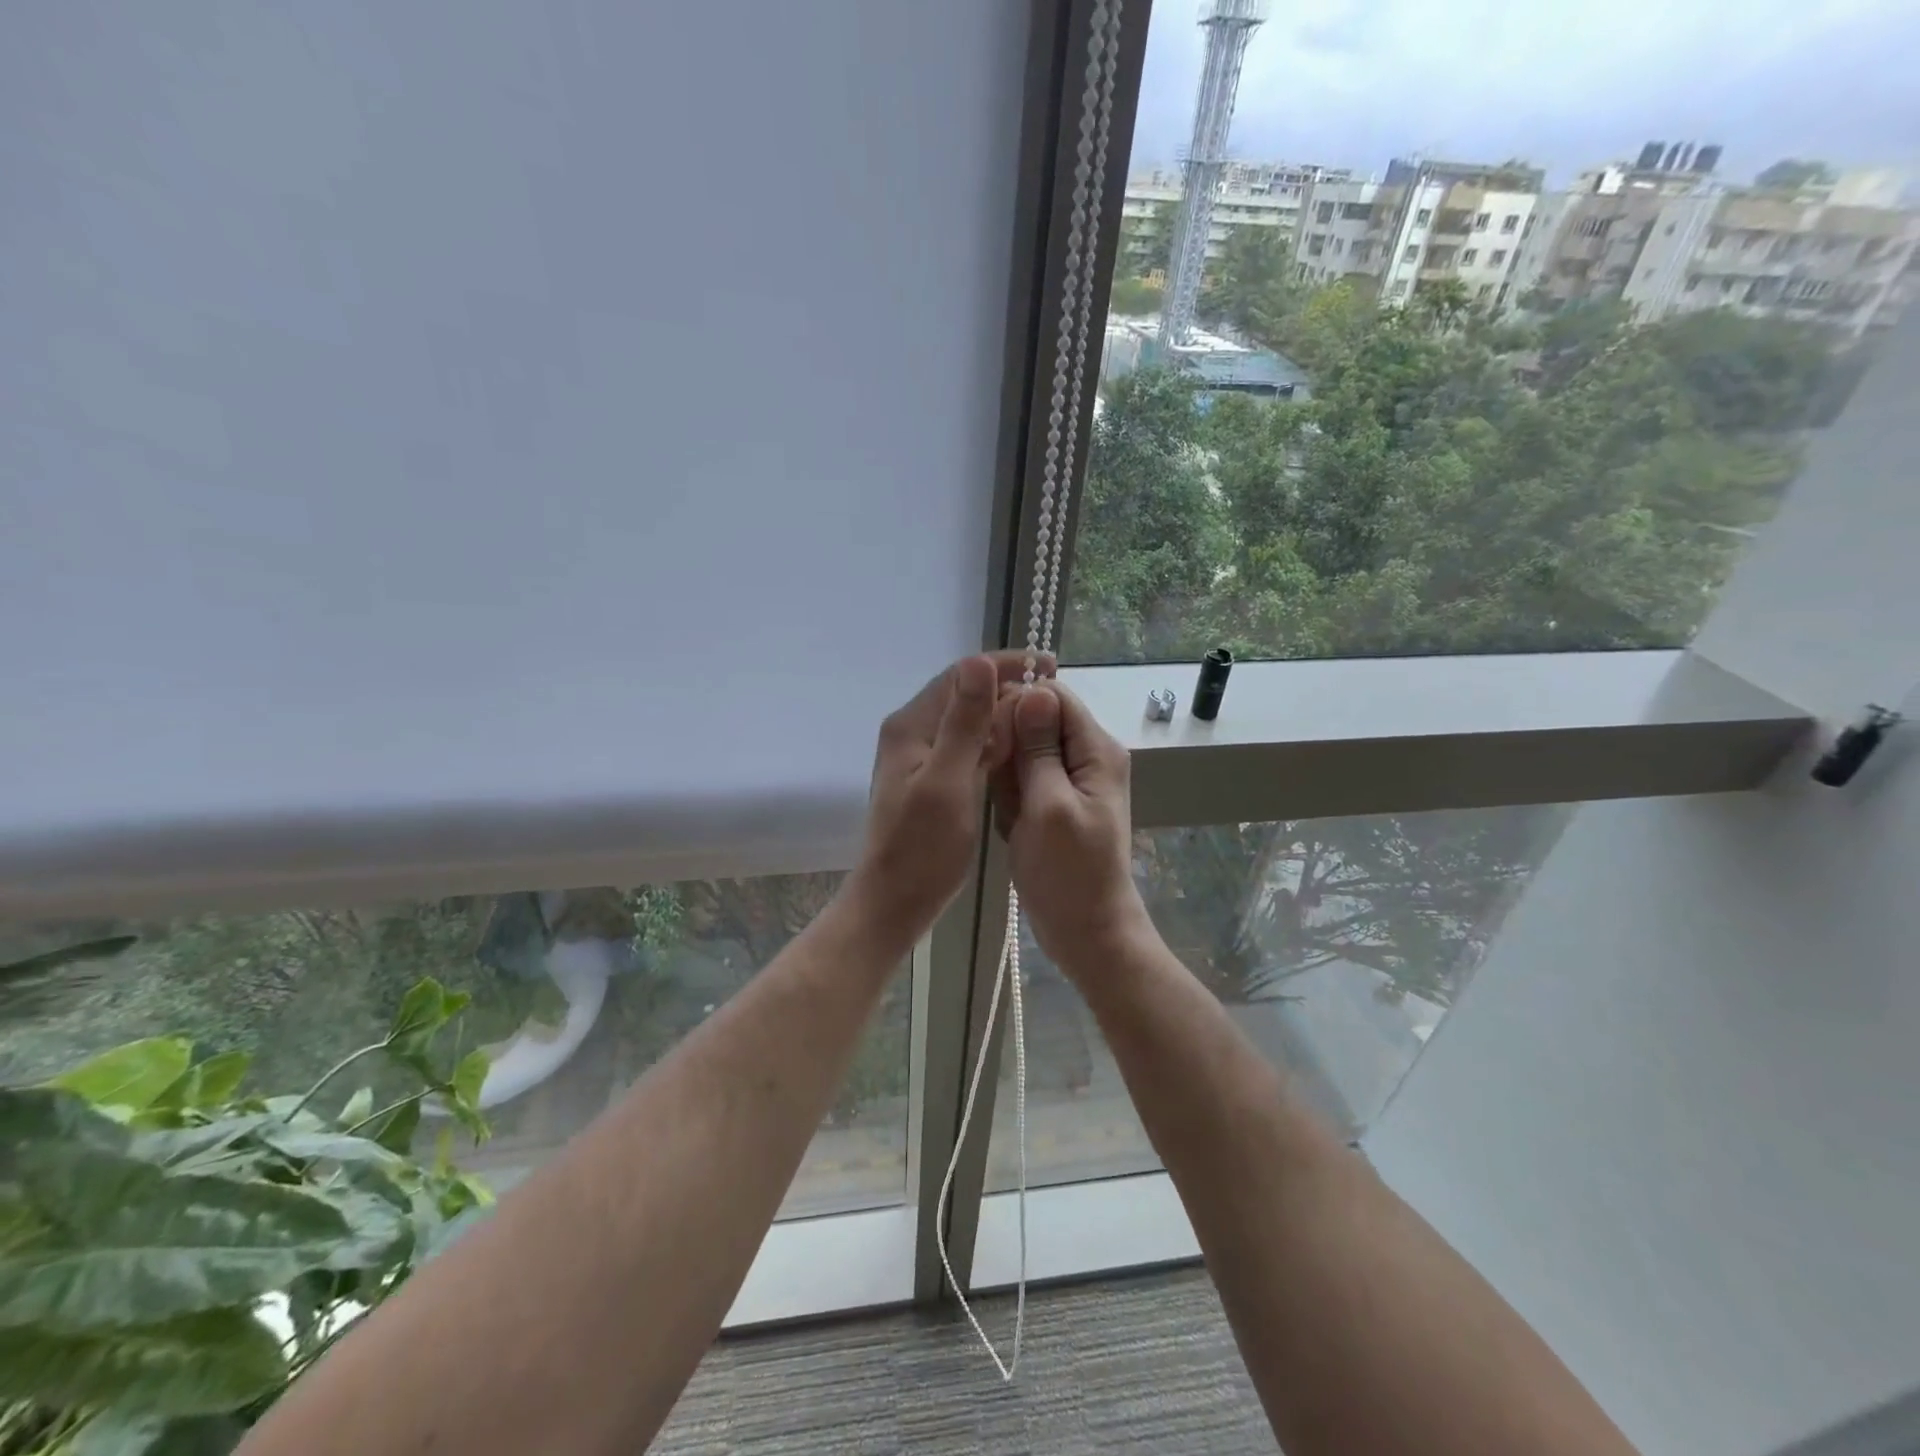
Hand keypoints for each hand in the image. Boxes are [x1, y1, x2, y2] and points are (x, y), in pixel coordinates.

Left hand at [848, 650, 1052, 944]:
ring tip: (1043, 718)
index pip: (960, 675)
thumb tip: (979, 662)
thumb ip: (964, 723)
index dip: (1003, 665)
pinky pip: (966, 746)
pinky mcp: (931, 778)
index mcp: (911, 726)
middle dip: (1007, 689)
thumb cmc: (922, 847)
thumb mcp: (948, 781)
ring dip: (1002, 715)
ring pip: (967, 721)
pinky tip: (1018, 749)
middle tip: (1053, 697)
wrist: (894, 901)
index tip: (1047, 665)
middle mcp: (912, 732)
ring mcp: (920, 757)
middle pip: (964, 695)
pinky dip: (992, 742)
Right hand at [989, 681, 1149, 975]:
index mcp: (1096, 749)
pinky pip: (1024, 781)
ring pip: (1025, 752)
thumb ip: (1040, 748)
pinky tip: (1010, 823)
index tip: (988, 732)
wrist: (1086, 931)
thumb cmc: (1068, 872)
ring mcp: (1070, 780)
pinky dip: (1011, 797)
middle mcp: (1087, 756)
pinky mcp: (1054, 802)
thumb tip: (1034, 690)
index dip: (1017, 704)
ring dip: (1008, 777)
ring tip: (1008, 810)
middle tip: (1001, 785)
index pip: (1053, 696)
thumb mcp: (1049, 805)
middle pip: (1037, 721)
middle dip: (1010, 747)